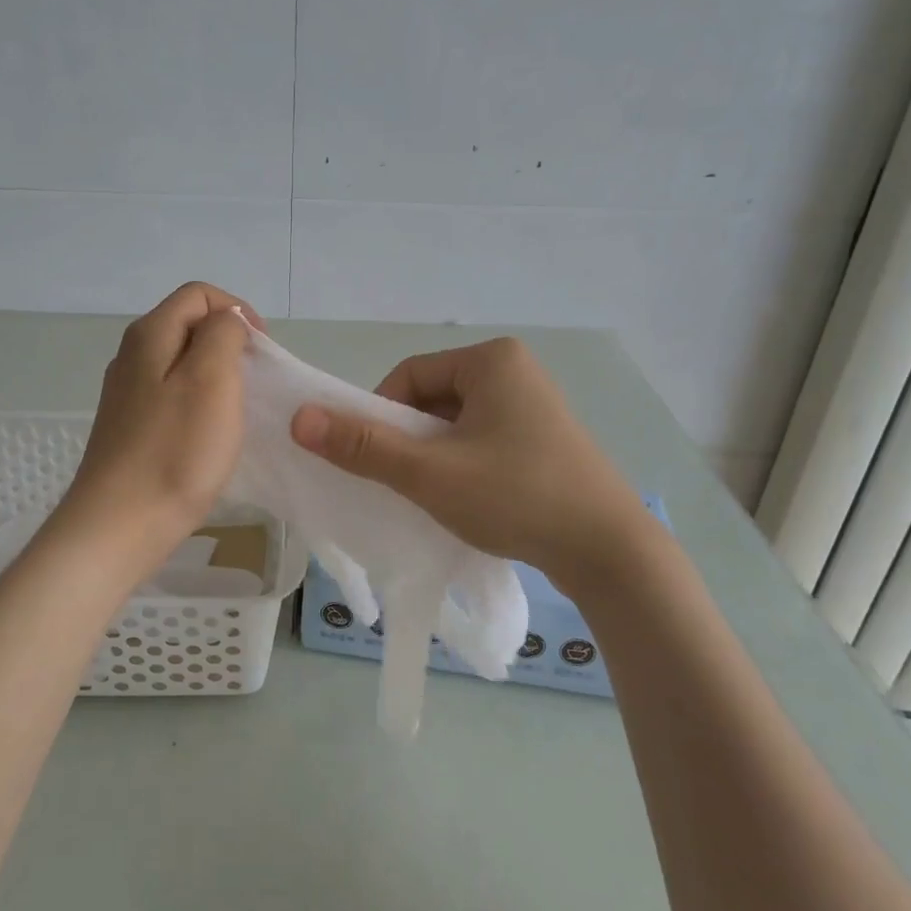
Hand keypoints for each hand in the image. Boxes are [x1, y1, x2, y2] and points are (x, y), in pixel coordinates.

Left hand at [58, 283, 253, 571]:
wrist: (120, 525)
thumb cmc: (175, 450)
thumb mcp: (212, 378)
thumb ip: (223, 334)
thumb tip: (226, 322)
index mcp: (150, 334)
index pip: (199, 294)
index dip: (238, 311)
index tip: (262, 352)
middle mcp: (132, 356)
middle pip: (189, 326)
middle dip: (229, 344)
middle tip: (255, 382)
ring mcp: (127, 394)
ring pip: (182, 363)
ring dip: (217, 376)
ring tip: (238, 410)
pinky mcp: (130, 427)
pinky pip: (172, 397)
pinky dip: (199, 404)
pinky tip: (209, 436)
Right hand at [289, 337, 644, 578]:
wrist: (611, 551)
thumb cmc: (516, 496)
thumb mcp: (430, 473)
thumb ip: (363, 445)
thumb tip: (300, 418)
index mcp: (491, 359)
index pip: (409, 376)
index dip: (381, 416)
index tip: (377, 460)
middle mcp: (516, 370)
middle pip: (432, 400)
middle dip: (410, 441)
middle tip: (406, 483)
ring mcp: (536, 405)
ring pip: (457, 424)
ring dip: (435, 457)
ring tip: (438, 497)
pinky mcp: (546, 439)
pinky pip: (485, 440)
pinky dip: (464, 465)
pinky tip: (470, 500)